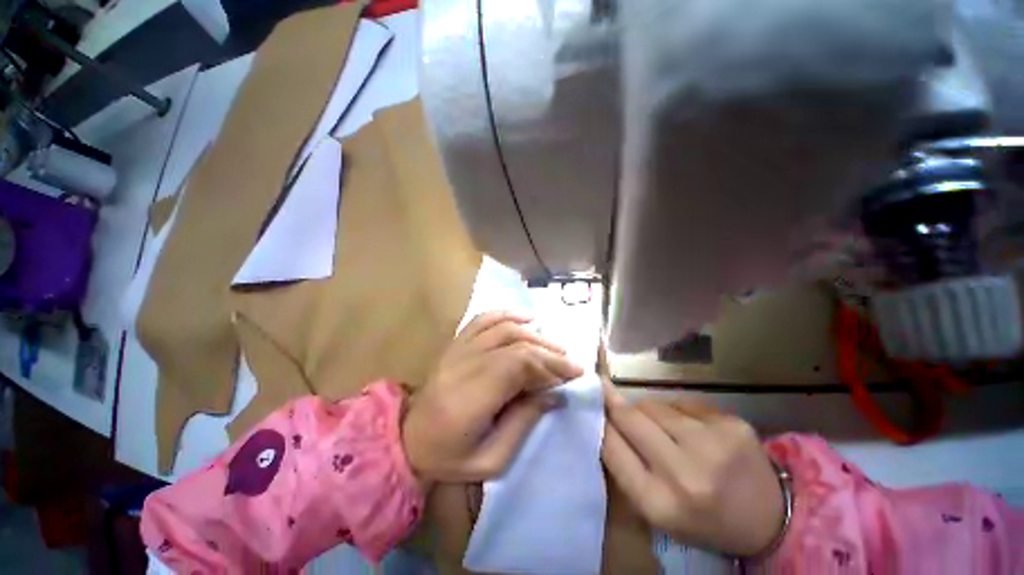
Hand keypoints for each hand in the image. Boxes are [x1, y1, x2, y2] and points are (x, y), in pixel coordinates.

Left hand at [403, 311, 583, 483]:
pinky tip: (525, 319)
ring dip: (533, 334)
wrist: (407, 441)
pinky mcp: (455, 344)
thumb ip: (524, 422)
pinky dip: (506, 315)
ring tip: (553, 346)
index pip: (518, 365)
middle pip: (514, 345)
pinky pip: (482, 320)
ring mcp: (457, 351)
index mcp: (470, 398)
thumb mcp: (492, 459)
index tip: (573, 373)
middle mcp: (463, 366)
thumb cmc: (449, 458)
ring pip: (502, 329)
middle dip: (548, 351)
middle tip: (569, 362)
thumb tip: (554, 394)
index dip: (550, 365)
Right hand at [601, 389, 783, 556]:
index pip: (611, 446)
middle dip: (614, 402)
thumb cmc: (701, 518)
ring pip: (653, 404)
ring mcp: (712, 444)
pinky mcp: (731, 424)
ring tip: (659, 425)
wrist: (770, 518)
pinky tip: (689, 428)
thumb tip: (602, 418)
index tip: (590, 406)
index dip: (599, 422)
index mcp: (659, 504)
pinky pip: (682, 402)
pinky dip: (676, 410)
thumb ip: (626, 466)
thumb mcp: (656, 508)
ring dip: (647, 410)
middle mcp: (684, 473)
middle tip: (604, 390)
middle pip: (629, 416)